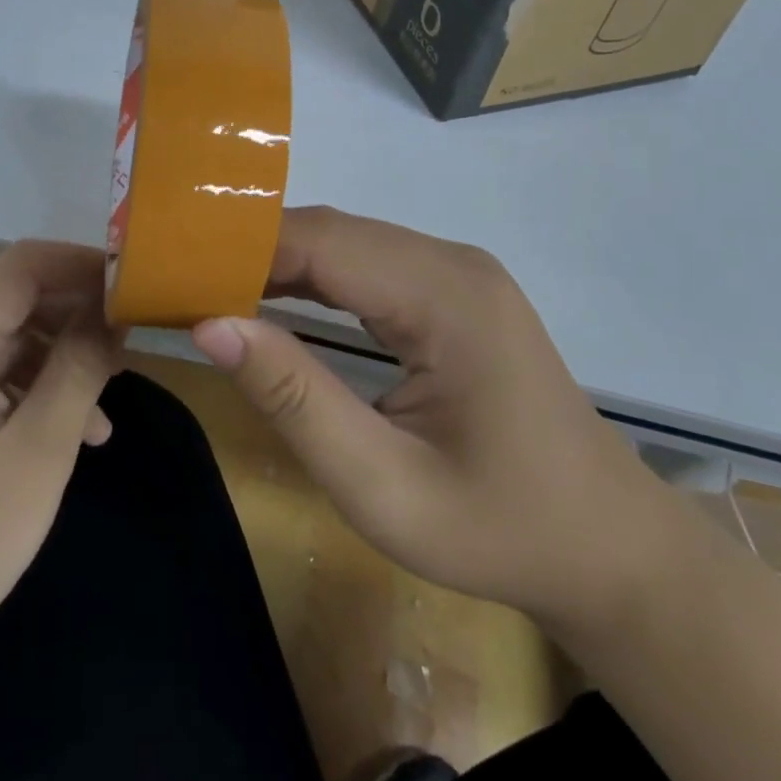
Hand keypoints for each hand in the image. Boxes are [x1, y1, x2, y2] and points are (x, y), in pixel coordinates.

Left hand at [0, 241, 124, 665]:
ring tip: (107, 399)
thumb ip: (79, 368)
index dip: (83, 263)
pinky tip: (65, 431)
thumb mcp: (40, 450)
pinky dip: (25, 387)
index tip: (134, 287)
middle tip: (130, 342)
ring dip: (55, 356)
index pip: (24, 264)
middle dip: (75, 312)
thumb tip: (110, 315)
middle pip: (11, 297)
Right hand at [192, 207, 670, 634]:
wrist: (607, 548)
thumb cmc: (498, 529)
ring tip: (208, 289)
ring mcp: (456, 273)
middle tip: (178, 281)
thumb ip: (294, 399)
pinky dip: (311, 278)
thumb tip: (209, 324)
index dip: (240, 248)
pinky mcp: (452, 291)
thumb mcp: (383, 486)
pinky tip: (269, 300)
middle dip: (249, 252)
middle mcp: (451, 262)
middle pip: (330, 233)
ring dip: (276, 263)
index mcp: (445, 297)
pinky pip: (366, 266)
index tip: (173, 270)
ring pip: (345, 243)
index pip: (321, 242)